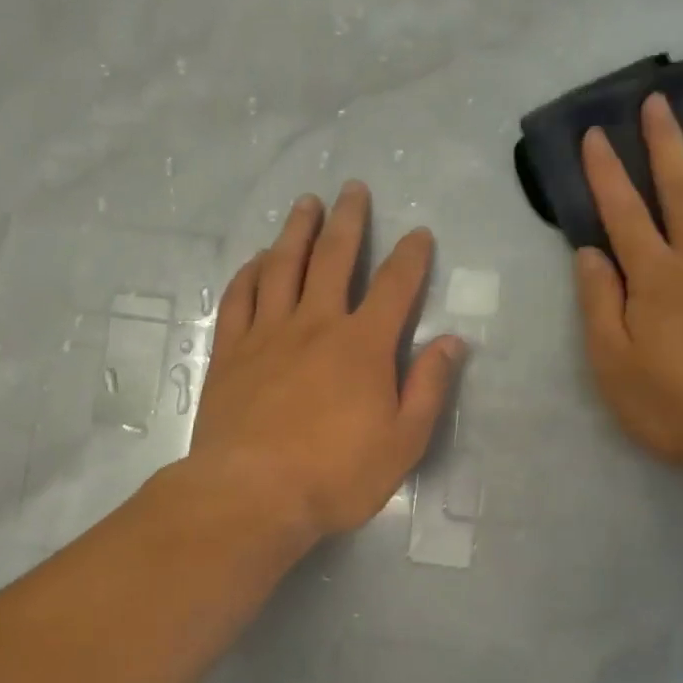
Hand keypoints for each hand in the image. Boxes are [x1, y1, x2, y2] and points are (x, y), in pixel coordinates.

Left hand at [190, 181, 464, 544]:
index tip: (418, 234)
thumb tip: (451, 342)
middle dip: (348, 220)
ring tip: (305, 204)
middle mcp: (316, 324)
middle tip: (352, 188)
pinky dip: (250, 272)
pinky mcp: (231, 351)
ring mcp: (268, 333)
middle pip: (333, 257)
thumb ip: (429, 387)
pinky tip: (257, 260)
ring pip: (282, 266)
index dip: (410, 256)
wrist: (250, 494)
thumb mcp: (403, 441)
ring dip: (296, 231)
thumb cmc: (335, 474)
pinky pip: (240, 298)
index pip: (395, 286)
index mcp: (363, 345)